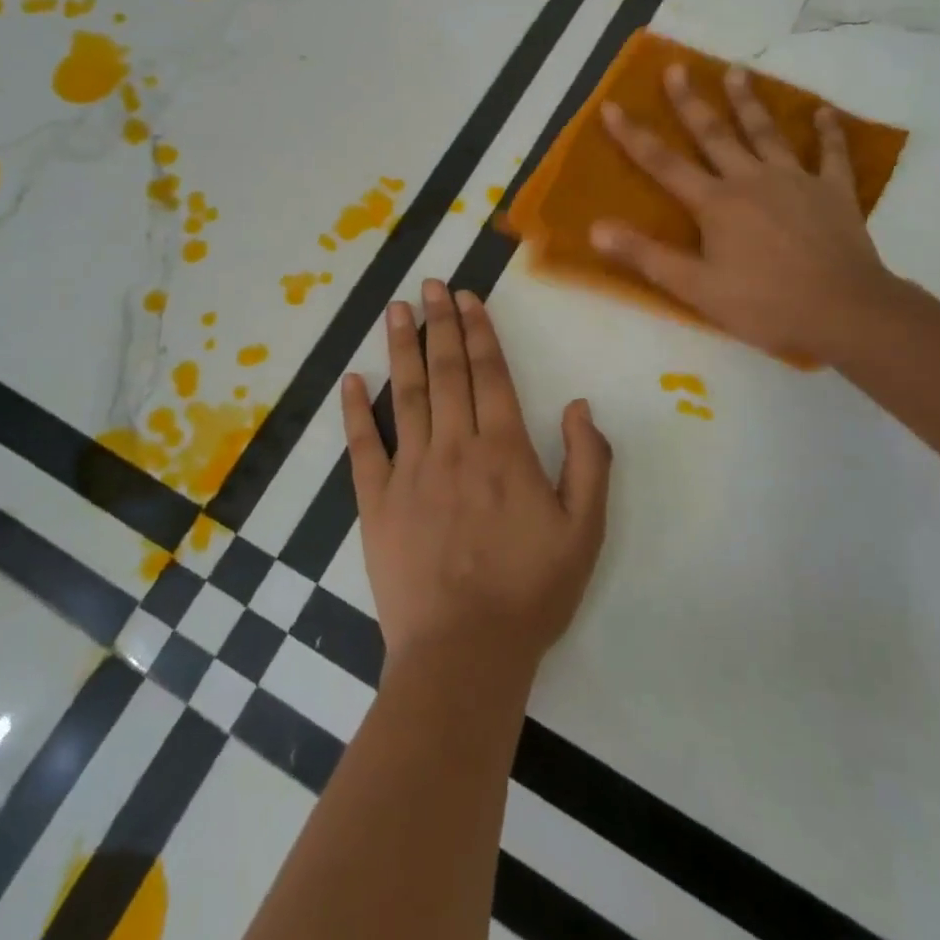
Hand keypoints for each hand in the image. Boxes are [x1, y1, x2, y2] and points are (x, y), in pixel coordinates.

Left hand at [343, 280, 613, 683]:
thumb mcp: (585, 530)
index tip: (467, 297)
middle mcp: (454, 447)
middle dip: (439, 324)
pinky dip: (355, 411)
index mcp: (504, 450)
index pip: (490, 375)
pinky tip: (350, 379)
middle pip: (447, 372)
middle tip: (430, 286)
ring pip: (406, 395)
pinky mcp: (377, 502)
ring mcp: (410, 472)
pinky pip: (363, 447)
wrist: (465, 653)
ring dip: (401, 349)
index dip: (479, 331)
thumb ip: (589, 461)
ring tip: (396, 310)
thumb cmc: (530, 590)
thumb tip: (579, 403)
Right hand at [591, 62, 901, 366]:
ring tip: (736, 71)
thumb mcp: (696, 288)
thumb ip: (646, 256)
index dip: (634, 135)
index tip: (612, 105)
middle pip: (714, 134)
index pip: (664, 164)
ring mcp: (796, 181)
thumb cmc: (765, 304)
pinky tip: (825, 113)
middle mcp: (752, 180)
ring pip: (767, 133)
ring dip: (749, 103)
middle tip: (677, 68)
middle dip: (691, 102)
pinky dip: (828, 133)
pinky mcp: (834, 192)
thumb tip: (596, 229)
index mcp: (716, 203)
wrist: (844, 312)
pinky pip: (831, 155)